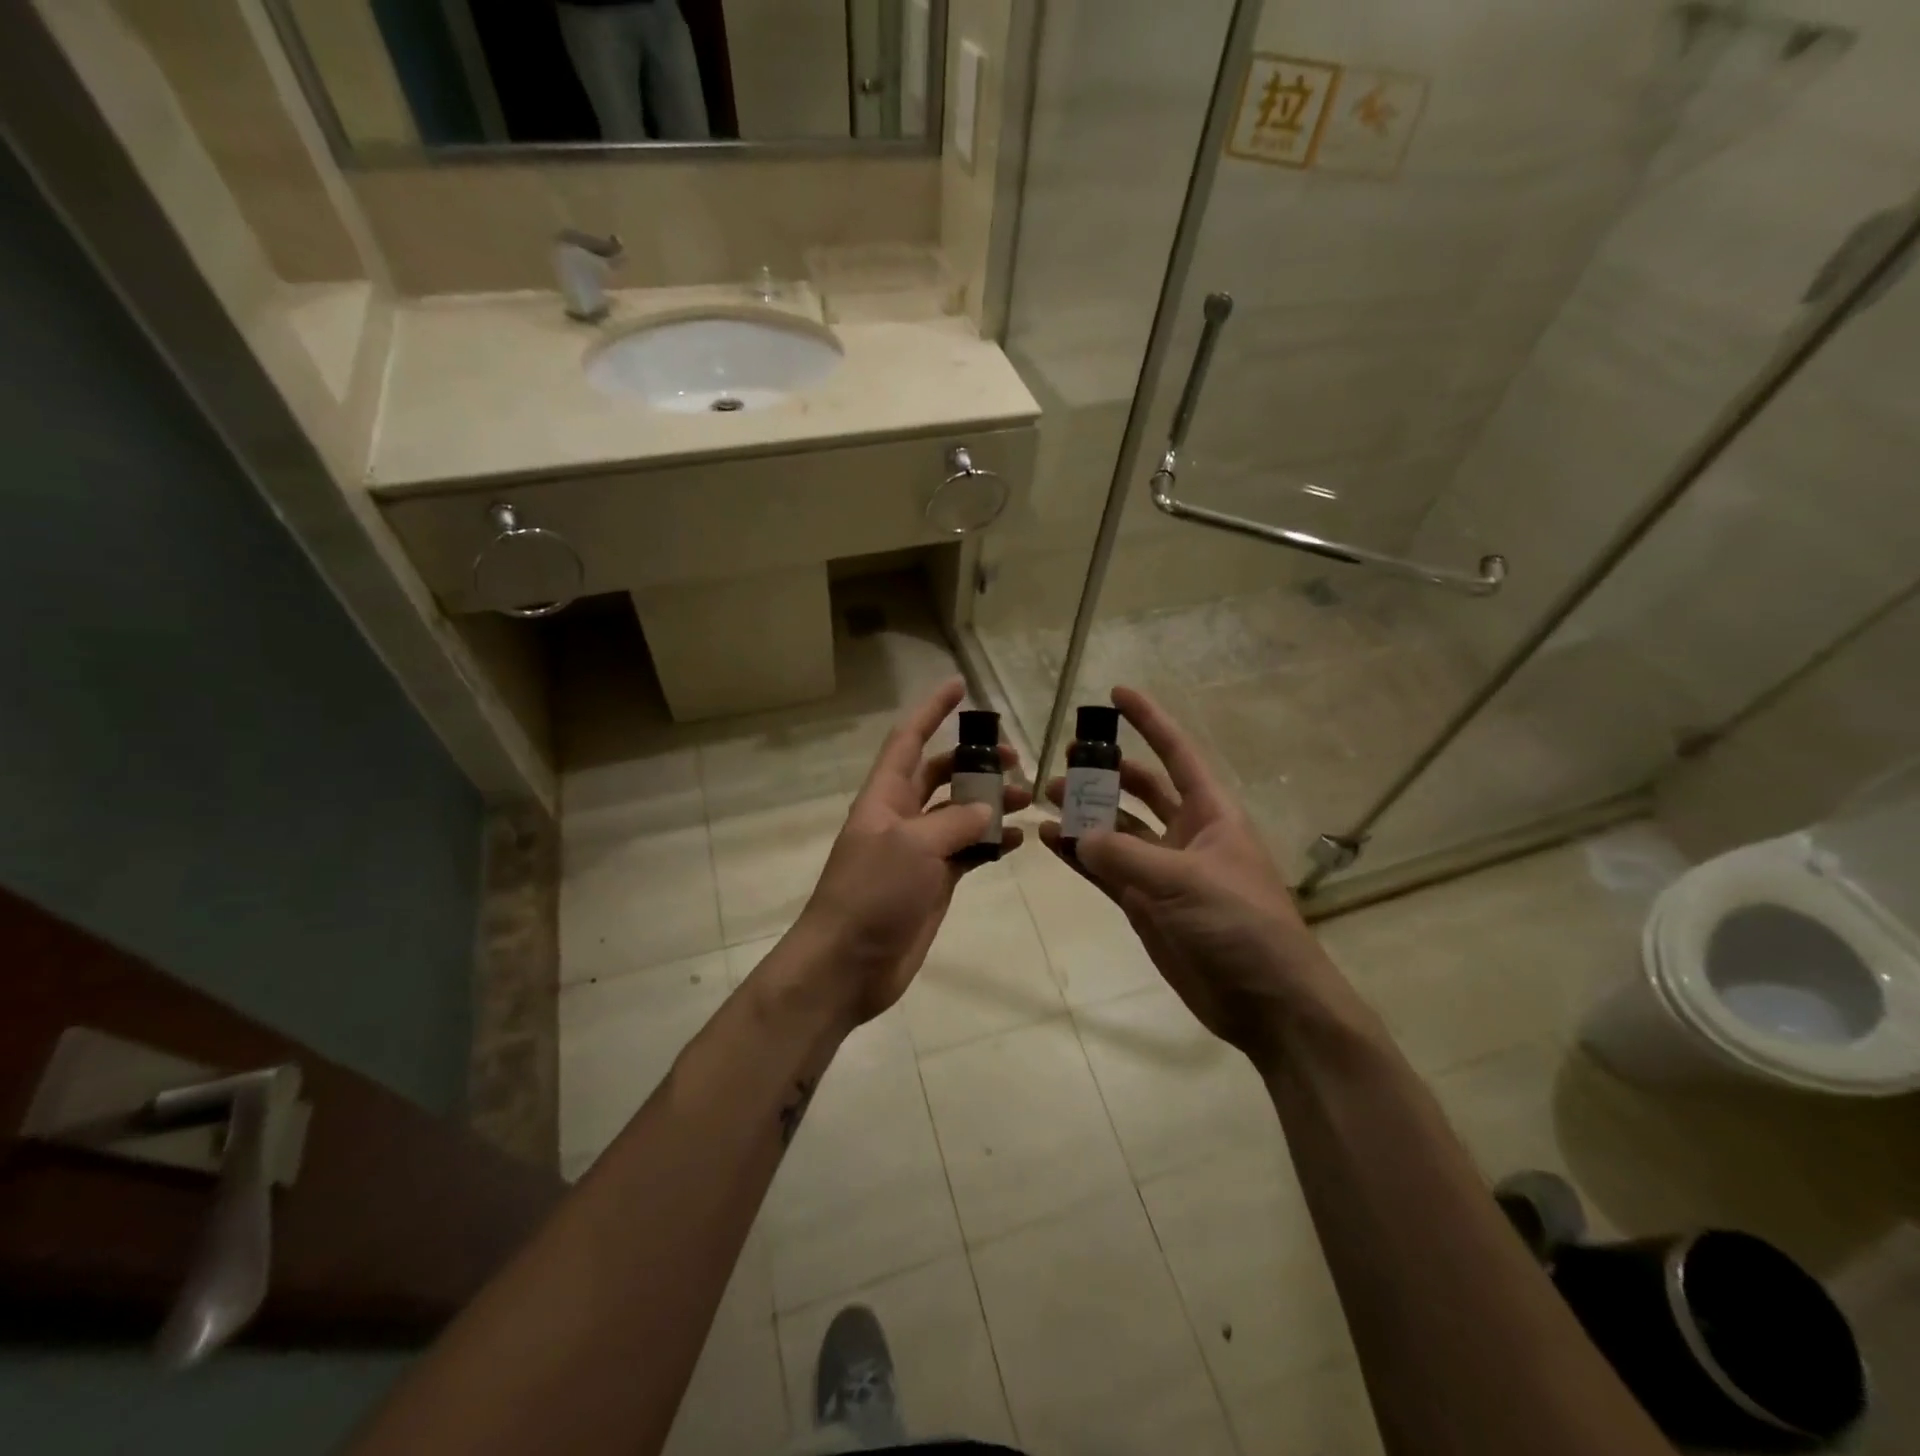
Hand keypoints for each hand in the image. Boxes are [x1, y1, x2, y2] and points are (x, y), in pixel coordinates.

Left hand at [798, 677, 1028, 1025]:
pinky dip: (993, 842)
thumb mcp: (912, 846)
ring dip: (992, 802)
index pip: (910, 739)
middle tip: (1016, 758)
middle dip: (975, 761)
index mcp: (886, 796)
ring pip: (961, 812)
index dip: (932, 710)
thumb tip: (986, 809)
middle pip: (942, 773)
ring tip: (1028, 799)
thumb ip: (954, 821)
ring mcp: (920, 851)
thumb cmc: (871, 893)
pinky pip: (969, 851)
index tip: (960, 685)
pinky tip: (1018, 840)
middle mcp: (903, 816)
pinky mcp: (935, 882)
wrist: (848, 964)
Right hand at [1040, 686, 1352, 1062]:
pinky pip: (1104, 870)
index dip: (1149, 721)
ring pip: (1115, 830)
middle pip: (1140, 789)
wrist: (1267, 1002)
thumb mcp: (1186, 881)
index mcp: (1210, 813)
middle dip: (1105, 771)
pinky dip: (1078, 855)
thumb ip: (1125, 855)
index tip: (1116, 693)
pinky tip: (1048, 841)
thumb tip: (1073, 834)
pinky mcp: (1144, 904)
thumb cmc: (1242, 925)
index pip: (1176, 753)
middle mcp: (1185, 834)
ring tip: (1044, 798)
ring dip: (1083, 813)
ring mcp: (1162, 870)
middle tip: (1062, 759)